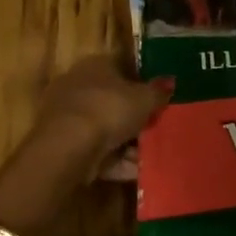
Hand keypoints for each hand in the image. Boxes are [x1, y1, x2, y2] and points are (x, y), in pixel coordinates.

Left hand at [28, 55, 173, 181]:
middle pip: (114, 101)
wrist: (67, 147)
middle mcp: (78, 86)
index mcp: (95, 65)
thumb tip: (171, 81)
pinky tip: (136, 171)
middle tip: (157, 129)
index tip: (160, 98)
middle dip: (135, 117)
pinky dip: (115, 161)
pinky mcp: (64, 145)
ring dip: (128, 143)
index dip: (143, 82)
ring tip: (151, 155)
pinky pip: (97, 151)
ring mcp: (68, 117)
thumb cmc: (109, 110)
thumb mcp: (144, 99)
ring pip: (106, 129)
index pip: (122, 67)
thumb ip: (159, 91)